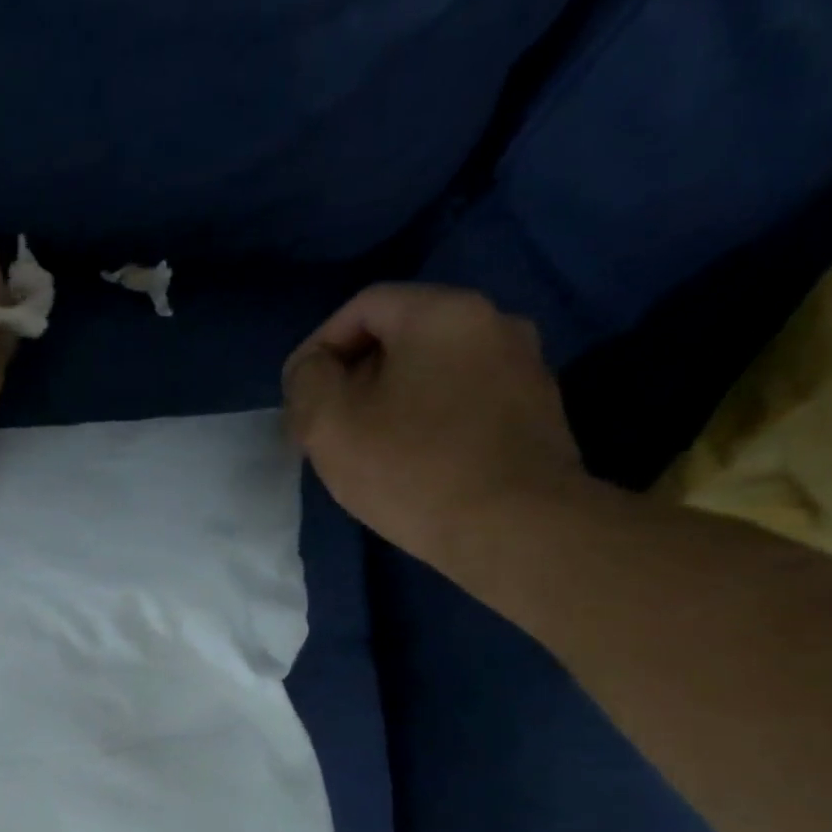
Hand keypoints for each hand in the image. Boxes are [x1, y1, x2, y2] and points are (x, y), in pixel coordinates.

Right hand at [282, 284, 586, 566]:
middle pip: (401, 334)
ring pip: (432, 368)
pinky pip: (462, 397)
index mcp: (442, 313)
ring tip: (364, 447)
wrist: (512, 525)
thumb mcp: (329, 424)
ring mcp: (522, 364)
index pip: (363, 306)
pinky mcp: (534, 408)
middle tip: (325, 426)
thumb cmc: (410, 468)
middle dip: (353, 375)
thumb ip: (307, 382)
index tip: (297, 396)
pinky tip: (410, 460)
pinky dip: (426, 417)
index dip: (318, 347)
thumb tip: (312, 368)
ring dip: (390, 398)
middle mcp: (493, 321)